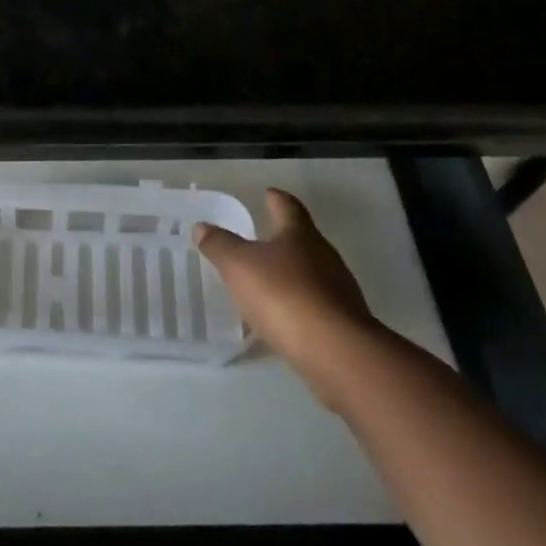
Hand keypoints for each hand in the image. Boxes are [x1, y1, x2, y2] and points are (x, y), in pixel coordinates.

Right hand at [194, 188, 378, 395]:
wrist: (337, 352)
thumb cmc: (284, 295)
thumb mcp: (239, 266)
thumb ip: (220, 245)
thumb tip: (201, 227)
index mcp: (300, 234)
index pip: (288, 207)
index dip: (277, 199)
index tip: (269, 193)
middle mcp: (324, 256)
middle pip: (303, 240)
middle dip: (283, 238)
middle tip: (261, 239)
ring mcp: (339, 291)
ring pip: (311, 274)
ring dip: (291, 274)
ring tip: (267, 282)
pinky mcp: (344, 324)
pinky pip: (315, 306)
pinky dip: (298, 305)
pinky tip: (283, 318)